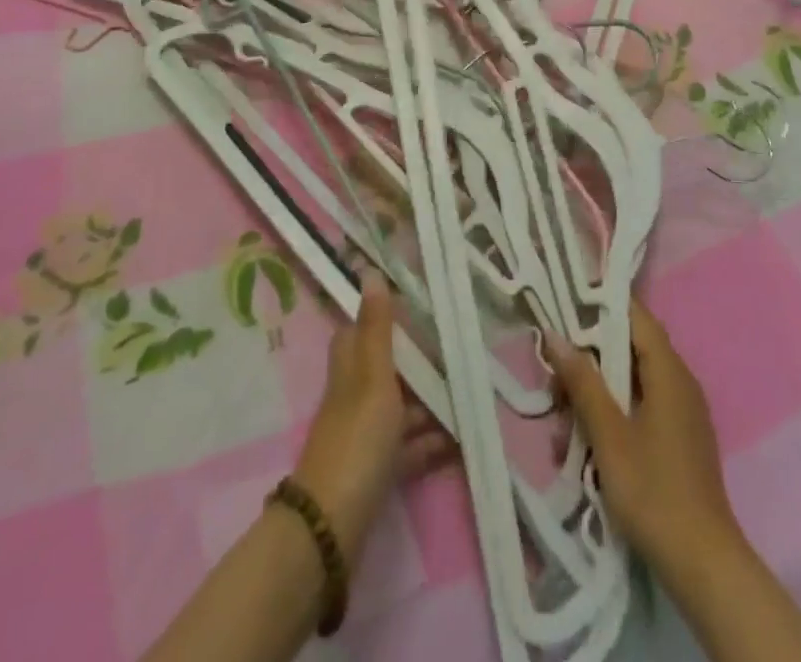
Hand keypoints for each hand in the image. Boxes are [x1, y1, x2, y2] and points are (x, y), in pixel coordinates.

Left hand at [292, 270, 451, 561]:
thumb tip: (370, 273)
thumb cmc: (356, 439)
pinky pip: (407, 447)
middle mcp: (354, 396)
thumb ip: (377, 330)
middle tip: (457, 350)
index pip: (359, 331)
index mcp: (350, 369)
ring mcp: (364, 434)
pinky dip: (429, 442)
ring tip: (468, 394)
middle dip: (419, 362)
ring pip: (400, 408)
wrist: (332, 527)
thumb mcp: (373, 378)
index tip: (418, 305)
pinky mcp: (376, 470)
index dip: (382, 316)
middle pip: (386, 369)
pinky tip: (458, 439)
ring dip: (430, 403)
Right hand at [545, 298, 744, 578]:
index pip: (635, 316)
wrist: (703, 566)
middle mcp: (679, 382)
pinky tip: (584, 447)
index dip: (601, 304)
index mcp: (669, 371)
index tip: (565, 303)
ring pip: (630, 383)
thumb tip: (555, 335)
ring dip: (595, 396)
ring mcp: (681, 413)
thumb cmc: (653, 491)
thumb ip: (583, 382)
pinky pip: (639, 409)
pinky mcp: (677, 440)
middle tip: (554, 381)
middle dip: (589, 362)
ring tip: (563, 425)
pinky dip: (611, 417)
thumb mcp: (609, 434)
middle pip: (628, 350)